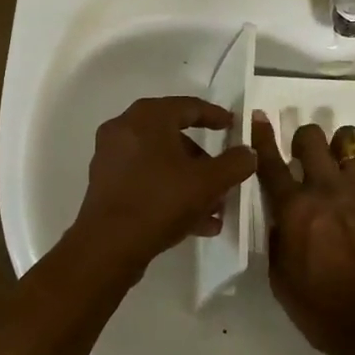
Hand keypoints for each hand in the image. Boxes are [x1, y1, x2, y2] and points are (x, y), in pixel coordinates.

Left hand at [72, 97, 257, 278]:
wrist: (107, 247)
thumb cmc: (160, 201)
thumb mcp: (208, 182)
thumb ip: (235, 163)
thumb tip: (249, 153)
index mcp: (147, 117)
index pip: (189, 106)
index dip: (216, 116)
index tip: (234, 127)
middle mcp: (125, 129)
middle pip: (174, 136)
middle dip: (204, 160)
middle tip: (224, 175)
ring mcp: (111, 157)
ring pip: (161, 162)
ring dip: (190, 181)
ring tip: (215, 208)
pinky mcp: (105, 184)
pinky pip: (146, 179)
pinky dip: (170, 192)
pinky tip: (196, 222)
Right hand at [252, 114, 354, 354]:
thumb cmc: (326, 312)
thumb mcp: (282, 282)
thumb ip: (278, 241)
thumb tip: (282, 218)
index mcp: (295, 208)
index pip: (270, 162)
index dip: (261, 137)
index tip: (259, 117)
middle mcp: (327, 187)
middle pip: (311, 137)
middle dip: (306, 140)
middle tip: (309, 158)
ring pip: (352, 139)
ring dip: (344, 149)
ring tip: (347, 166)